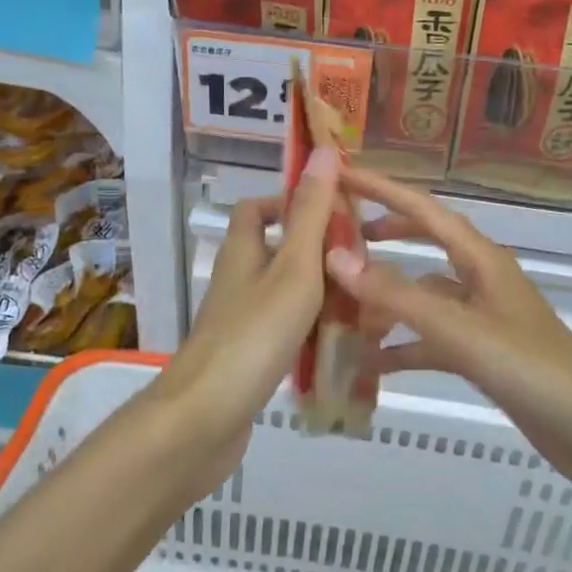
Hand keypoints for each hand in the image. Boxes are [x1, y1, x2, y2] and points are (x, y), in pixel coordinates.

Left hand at [146, 144, 342, 487]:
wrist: (204, 421)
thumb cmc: (253, 335)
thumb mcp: (294, 268)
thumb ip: (312, 214)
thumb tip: (325, 150)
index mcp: (243, 251)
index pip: (258, 208)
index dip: (292, 201)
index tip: (335, 211)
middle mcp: (238, 280)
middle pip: (278, 251)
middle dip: (320, 253)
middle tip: (364, 264)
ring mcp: (241, 321)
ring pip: (286, 294)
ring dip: (322, 295)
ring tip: (366, 305)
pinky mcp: (248, 357)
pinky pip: (286, 331)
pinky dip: (313, 332)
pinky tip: (342, 347)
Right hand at [323, 166, 571, 500]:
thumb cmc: (528, 367)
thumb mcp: (457, 330)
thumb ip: (396, 297)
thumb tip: (336, 258)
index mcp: (480, 258)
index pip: (424, 210)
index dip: (382, 190)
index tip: (342, 175)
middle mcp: (480, 279)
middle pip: (427, 242)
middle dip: (387, 233)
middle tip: (342, 234)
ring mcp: (482, 317)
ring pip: (425, 295)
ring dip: (387, 299)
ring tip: (343, 307)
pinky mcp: (483, 352)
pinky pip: (432, 339)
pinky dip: (403, 346)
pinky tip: (371, 363)